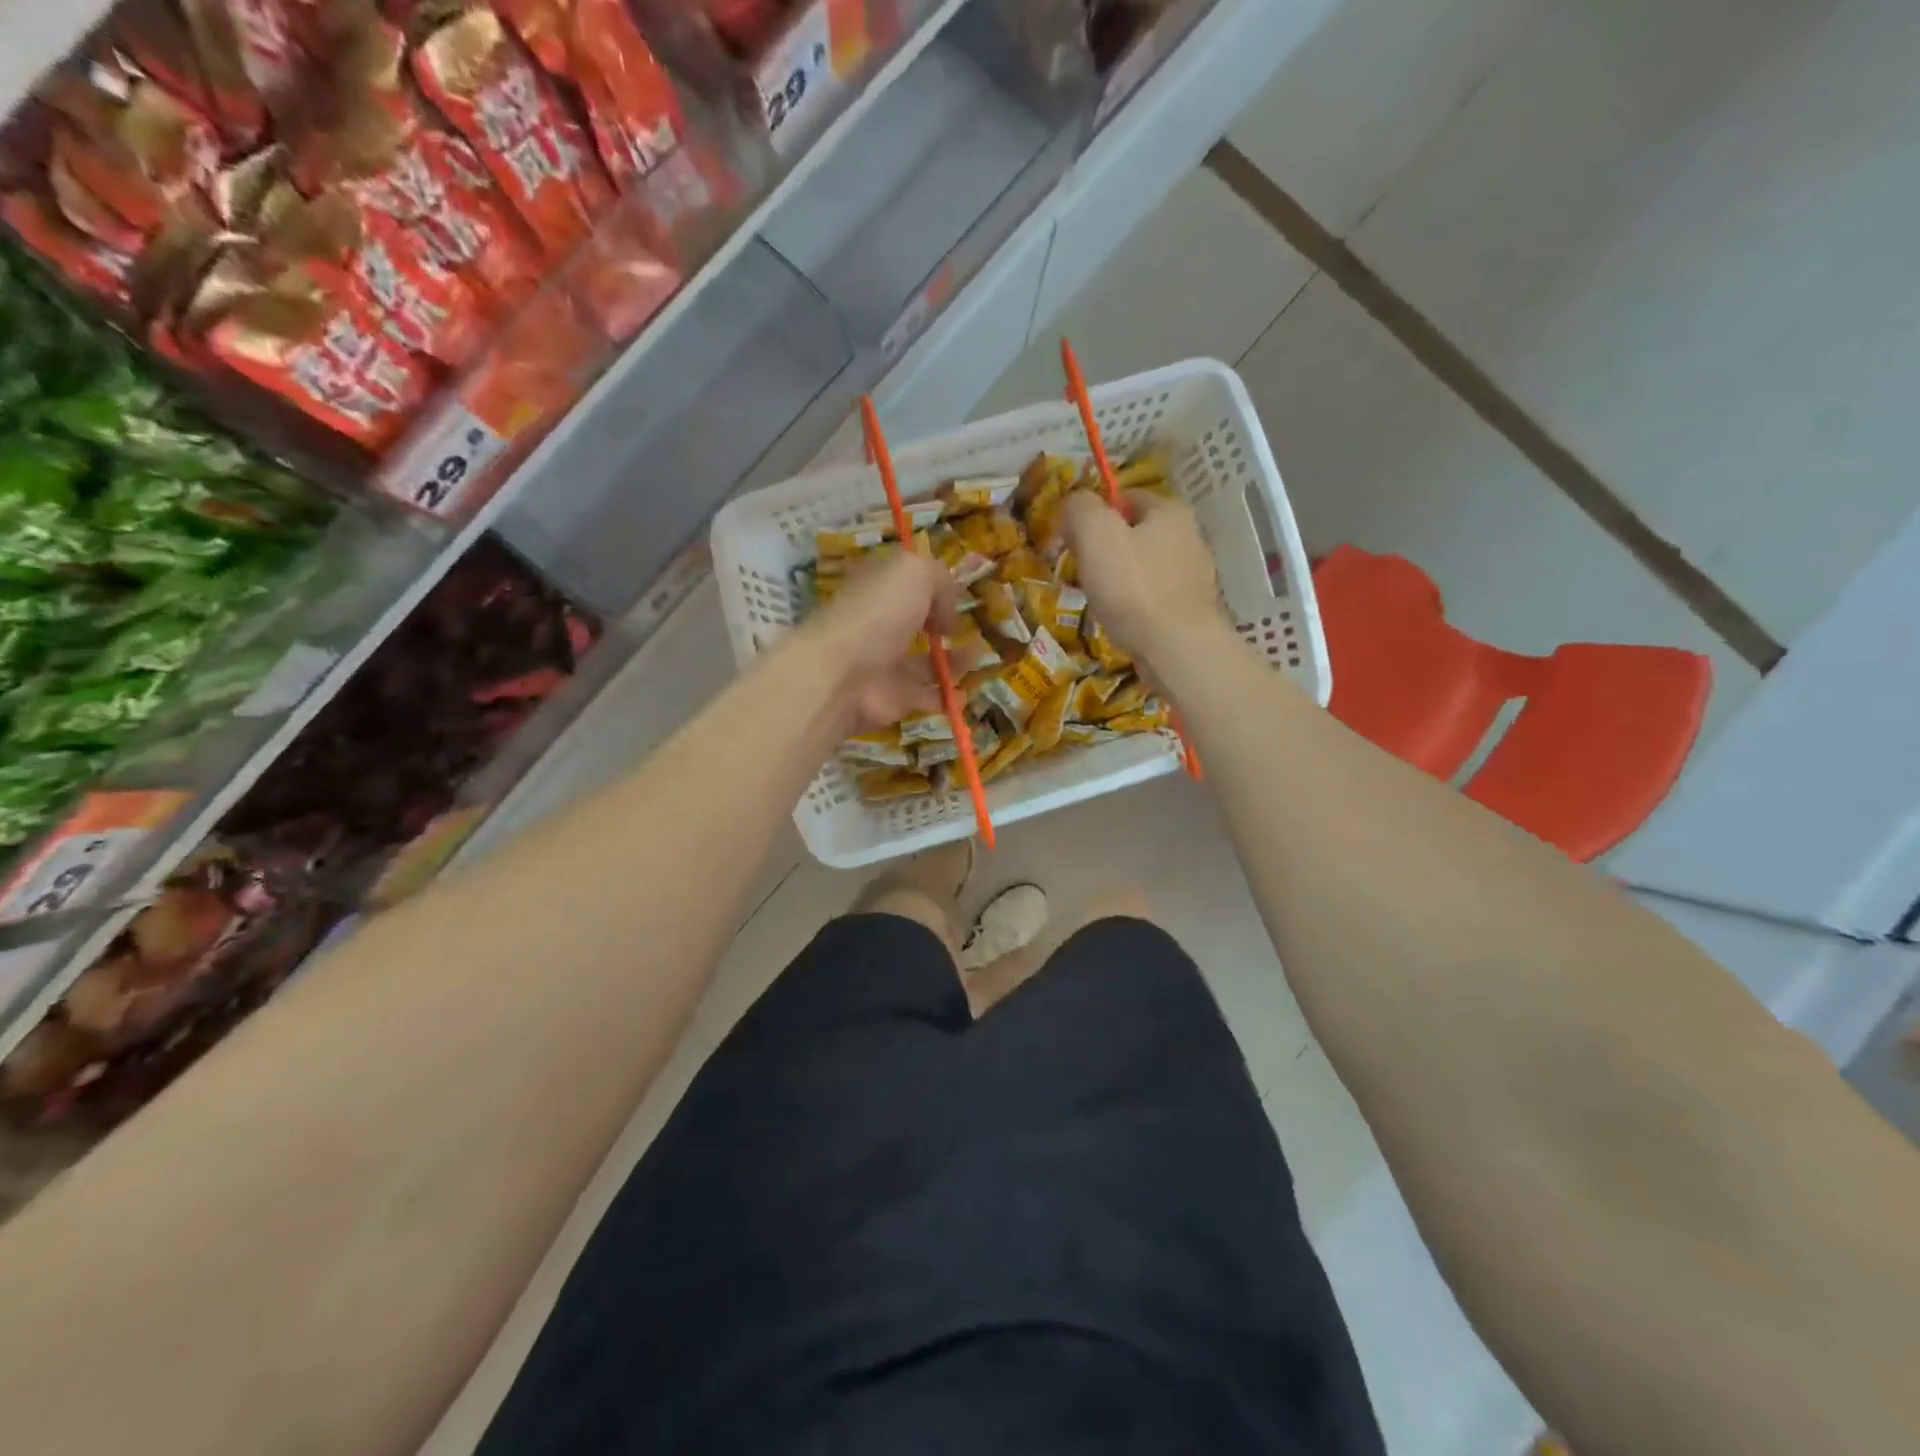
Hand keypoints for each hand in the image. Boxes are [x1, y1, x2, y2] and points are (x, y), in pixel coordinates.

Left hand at [802, 550, 959, 729]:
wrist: (844, 674)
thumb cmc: (878, 613)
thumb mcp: (914, 572)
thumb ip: (941, 580)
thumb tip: (947, 614)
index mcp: (879, 590)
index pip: (905, 584)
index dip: (931, 587)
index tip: (954, 595)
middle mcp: (881, 625)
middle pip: (917, 624)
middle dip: (945, 626)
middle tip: (971, 629)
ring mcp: (886, 664)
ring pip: (926, 663)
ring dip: (956, 661)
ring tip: (979, 656)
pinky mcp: (895, 699)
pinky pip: (927, 697)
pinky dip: (948, 698)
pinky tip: (964, 693)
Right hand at [1062, 490, 1226, 669]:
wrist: (1177, 649)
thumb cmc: (1134, 587)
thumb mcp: (1096, 536)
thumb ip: (1081, 509)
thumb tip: (1074, 504)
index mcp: (1170, 511)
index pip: (1126, 498)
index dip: (1094, 514)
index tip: (1072, 540)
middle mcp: (1190, 537)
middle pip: (1136, 534)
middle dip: (1106, 550)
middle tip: (1081, 572)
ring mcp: (1194, 577)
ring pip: (1144, 568)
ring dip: (1120, 580)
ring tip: (1099, 600)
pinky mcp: (1192, 610)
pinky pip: (1154, 597)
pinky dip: (1135, 605)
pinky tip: (1122, 621)